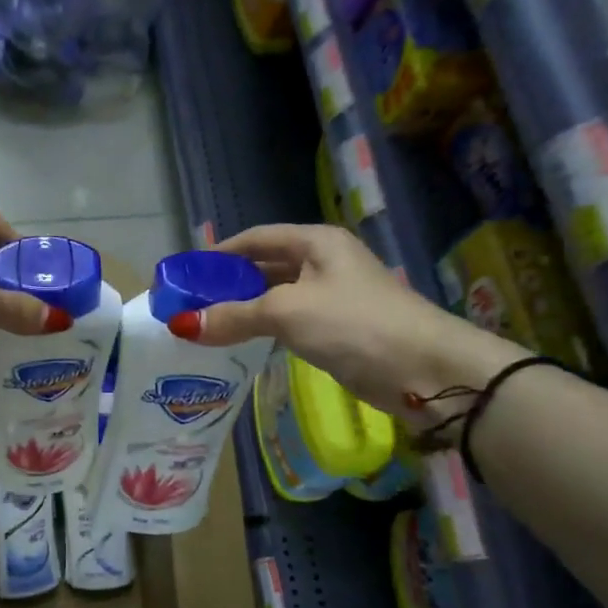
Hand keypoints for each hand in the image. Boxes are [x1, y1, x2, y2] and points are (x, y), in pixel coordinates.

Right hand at [184, 224, 518, 415]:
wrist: (426, 370)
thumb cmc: (354, 324)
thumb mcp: (286, 313)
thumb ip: (234, 316)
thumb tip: (182, 324)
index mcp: (316, 242)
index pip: (256, 238)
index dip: (219, 252)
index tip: (186, 273)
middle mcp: (325, 262)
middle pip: (265, 266)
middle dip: (228, 283)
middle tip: (190, 303)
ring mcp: (334, 297)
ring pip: (277, 296)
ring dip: (245, 309)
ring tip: (207, 325)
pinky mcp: (340, 329)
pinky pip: (291, 322)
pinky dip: (265, 329)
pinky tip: (242, 343)